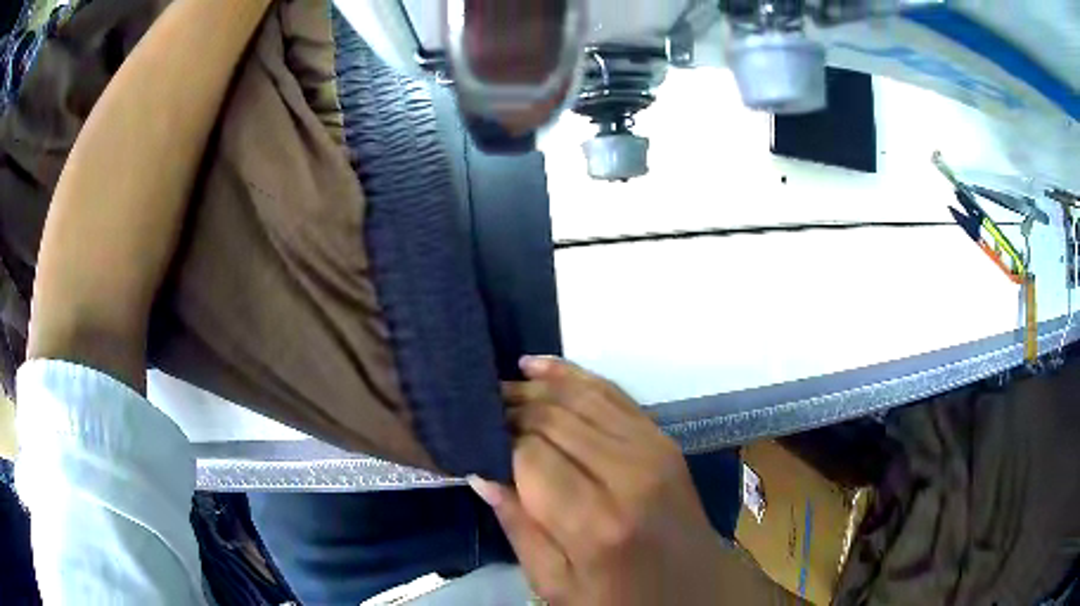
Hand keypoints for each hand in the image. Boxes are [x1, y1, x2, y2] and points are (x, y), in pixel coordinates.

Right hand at [469, 357, 730, 604]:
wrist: (694, 589)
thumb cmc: (618, 599)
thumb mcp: (555, 583)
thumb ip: (518, 527)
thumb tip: (481, 472)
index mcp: (595, 522)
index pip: (530, 454)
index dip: (495, 439)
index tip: (470, 437)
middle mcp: (627, 474)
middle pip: (553, 419)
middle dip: (510, 408)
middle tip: (477, 408)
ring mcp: (652, 450)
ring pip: (579, 397)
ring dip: (535, 388)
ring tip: (500, 386)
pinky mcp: (663, 439)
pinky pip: (612, 393)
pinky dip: (572, 376)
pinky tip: (538, 367)